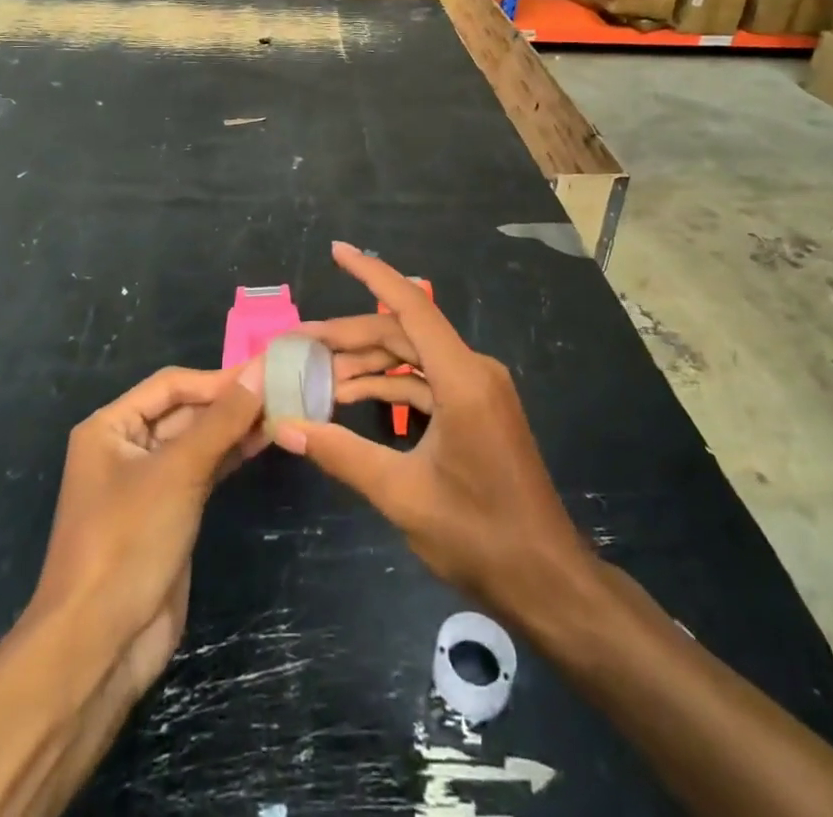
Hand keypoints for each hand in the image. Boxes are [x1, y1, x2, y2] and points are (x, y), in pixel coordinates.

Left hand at [31, 362, 266, 697]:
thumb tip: (260, 369)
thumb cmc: (128, 541)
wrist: (99, 645)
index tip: (266, 372)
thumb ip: (222, 419)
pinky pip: (202, 471)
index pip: (172, 385)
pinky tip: (262, 444)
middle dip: (229, 402)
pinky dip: (230, 456)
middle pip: (185, 410)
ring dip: (235, 428)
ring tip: (282, 412)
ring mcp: (148, 483)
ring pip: (197, 441)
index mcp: (110, 427)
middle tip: (283, 390)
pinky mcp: (168, 513)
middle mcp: (126, 447)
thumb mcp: (178, 471)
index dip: (218, 378)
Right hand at [272, 242, 589, 619]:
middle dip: (350, 335)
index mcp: (462, 377)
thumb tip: (285, 426)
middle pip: (403, 332)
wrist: (547, 580)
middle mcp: (473, 369)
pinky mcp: (477, 409)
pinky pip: (427, 382)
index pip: (410, 305)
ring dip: (367, 363)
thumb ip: (341, 453)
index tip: (337, 251)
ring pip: (413, 358)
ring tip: (317, 373)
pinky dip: (391, 386)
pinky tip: (353, 396)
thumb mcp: (401, 494)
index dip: (371, 273)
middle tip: (299, 342)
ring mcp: (478, 388)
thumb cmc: (479, 535)